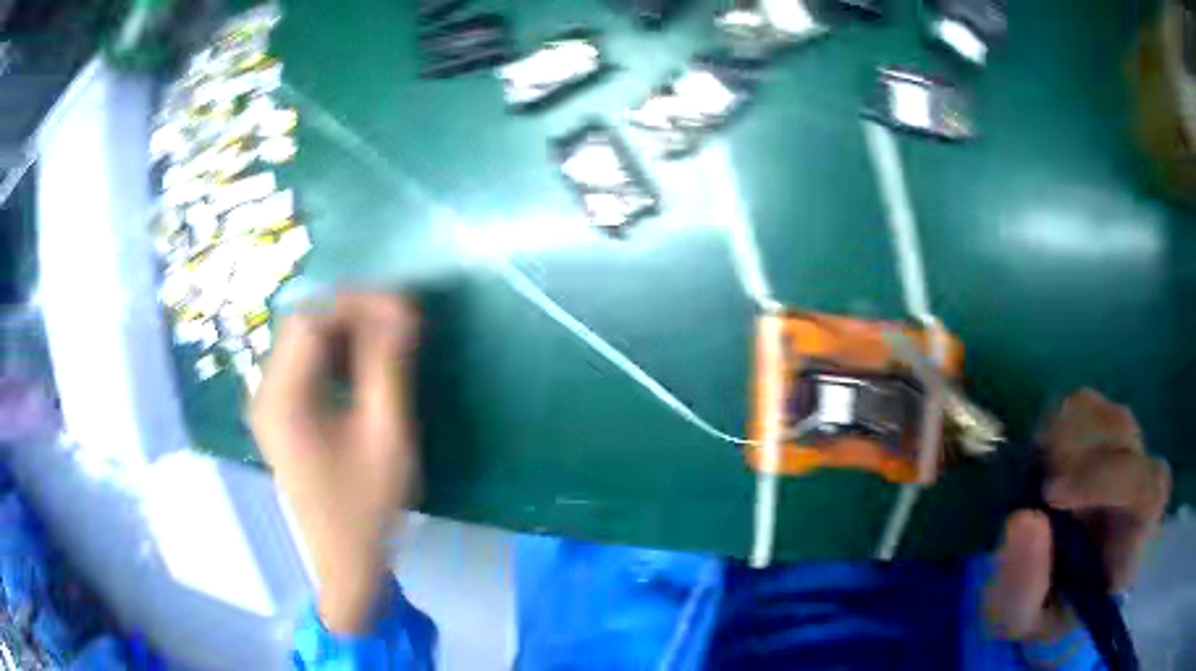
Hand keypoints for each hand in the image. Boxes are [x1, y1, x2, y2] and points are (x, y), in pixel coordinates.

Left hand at [252, 292, 419, 633]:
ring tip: (388, 335)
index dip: (356, 303)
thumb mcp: (385, 435)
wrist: (345, 560)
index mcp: (283, 400)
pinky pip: (302, 366)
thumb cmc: (367, 506)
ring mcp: (268, 405)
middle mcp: (265, 394)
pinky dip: (334, 354)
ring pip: (302, 343)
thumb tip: (403, 310)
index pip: (310, 321)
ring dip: (344, 331)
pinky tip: (363, 364)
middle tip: (399, 318)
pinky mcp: (279, 416)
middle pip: (301, 327)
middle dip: (351, 313)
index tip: (403, 307)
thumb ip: (389, 368)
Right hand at [985, 389, 1170, 640]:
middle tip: (1037, 491)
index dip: (1105, 479)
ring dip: (1061, 440)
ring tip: (1038, 482)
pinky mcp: (1105, 433)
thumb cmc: (1043, 613)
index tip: (1051, 495)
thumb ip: (1022, 587)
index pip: (1147, 489)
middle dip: (1073, 456)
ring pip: (1102, 413)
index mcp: (1134, 539)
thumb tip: (1024, 519)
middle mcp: (1141, 483)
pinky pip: (1084, 405)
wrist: (1053, 593)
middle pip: (1122, 433)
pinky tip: (1044, 462)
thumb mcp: (1021, 621)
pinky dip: (1056, 425)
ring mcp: (1127, 451)